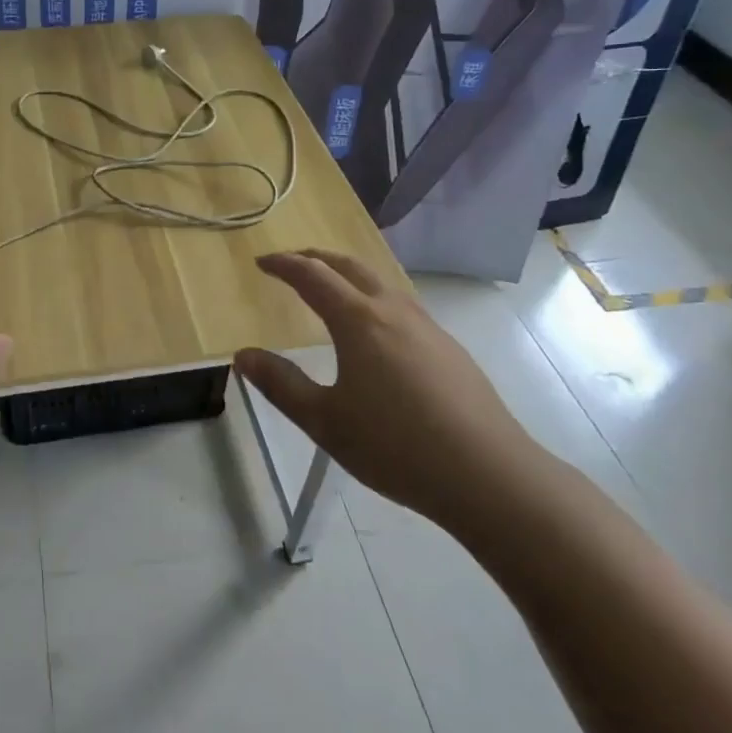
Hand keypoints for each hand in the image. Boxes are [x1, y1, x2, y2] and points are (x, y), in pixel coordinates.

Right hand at [234, 250, 544, 533]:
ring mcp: (427, 327)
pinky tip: (376, 331)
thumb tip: (243, 356)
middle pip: (350, 266)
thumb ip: (280, 384)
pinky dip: (374, 298)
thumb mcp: (324, 421)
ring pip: (381, 283)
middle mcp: (393, 311)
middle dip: (316, 258)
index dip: (284, 264)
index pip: (312, 275)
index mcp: (359, 321)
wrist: (488, 474)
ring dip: (348, 274)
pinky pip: (401, 305)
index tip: (261, 262)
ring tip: (330, 289)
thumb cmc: (395, 446)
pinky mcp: (449, 349)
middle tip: (292, 262)